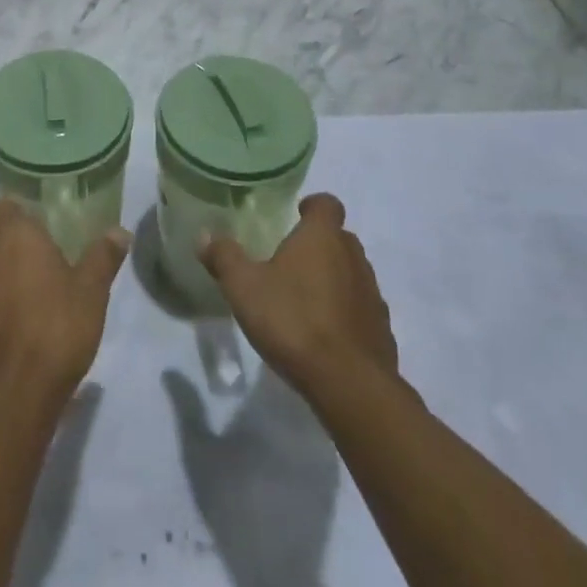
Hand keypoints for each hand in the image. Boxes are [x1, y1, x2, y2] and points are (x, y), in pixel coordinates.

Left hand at [0, 199, 129, 419]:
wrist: (12, 396)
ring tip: (2, 284)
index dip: (14, 213)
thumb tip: (120, 231)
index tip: (34, 225)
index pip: (0, 205)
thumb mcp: (92, 291)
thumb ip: (103, 257)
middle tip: (21, 252)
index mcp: (12, 237)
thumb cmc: (56, 330)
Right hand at [199, 193, 398, 401]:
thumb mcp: (244, 287)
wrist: (349, 383)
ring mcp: (372, 294)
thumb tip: (205, 236)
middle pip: (340, 238)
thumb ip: (224, 258)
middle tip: (290, 261)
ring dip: (333, 278)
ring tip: (304, 300)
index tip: (296, 215)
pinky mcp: (382, 329)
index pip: (327, 203)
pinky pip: (361, 309)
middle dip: (319, 244)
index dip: (312, 206)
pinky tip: (324, 335)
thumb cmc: (293, 320)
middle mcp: (353, 257)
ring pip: (352, 273)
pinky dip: (345, 313)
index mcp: (323, 237)